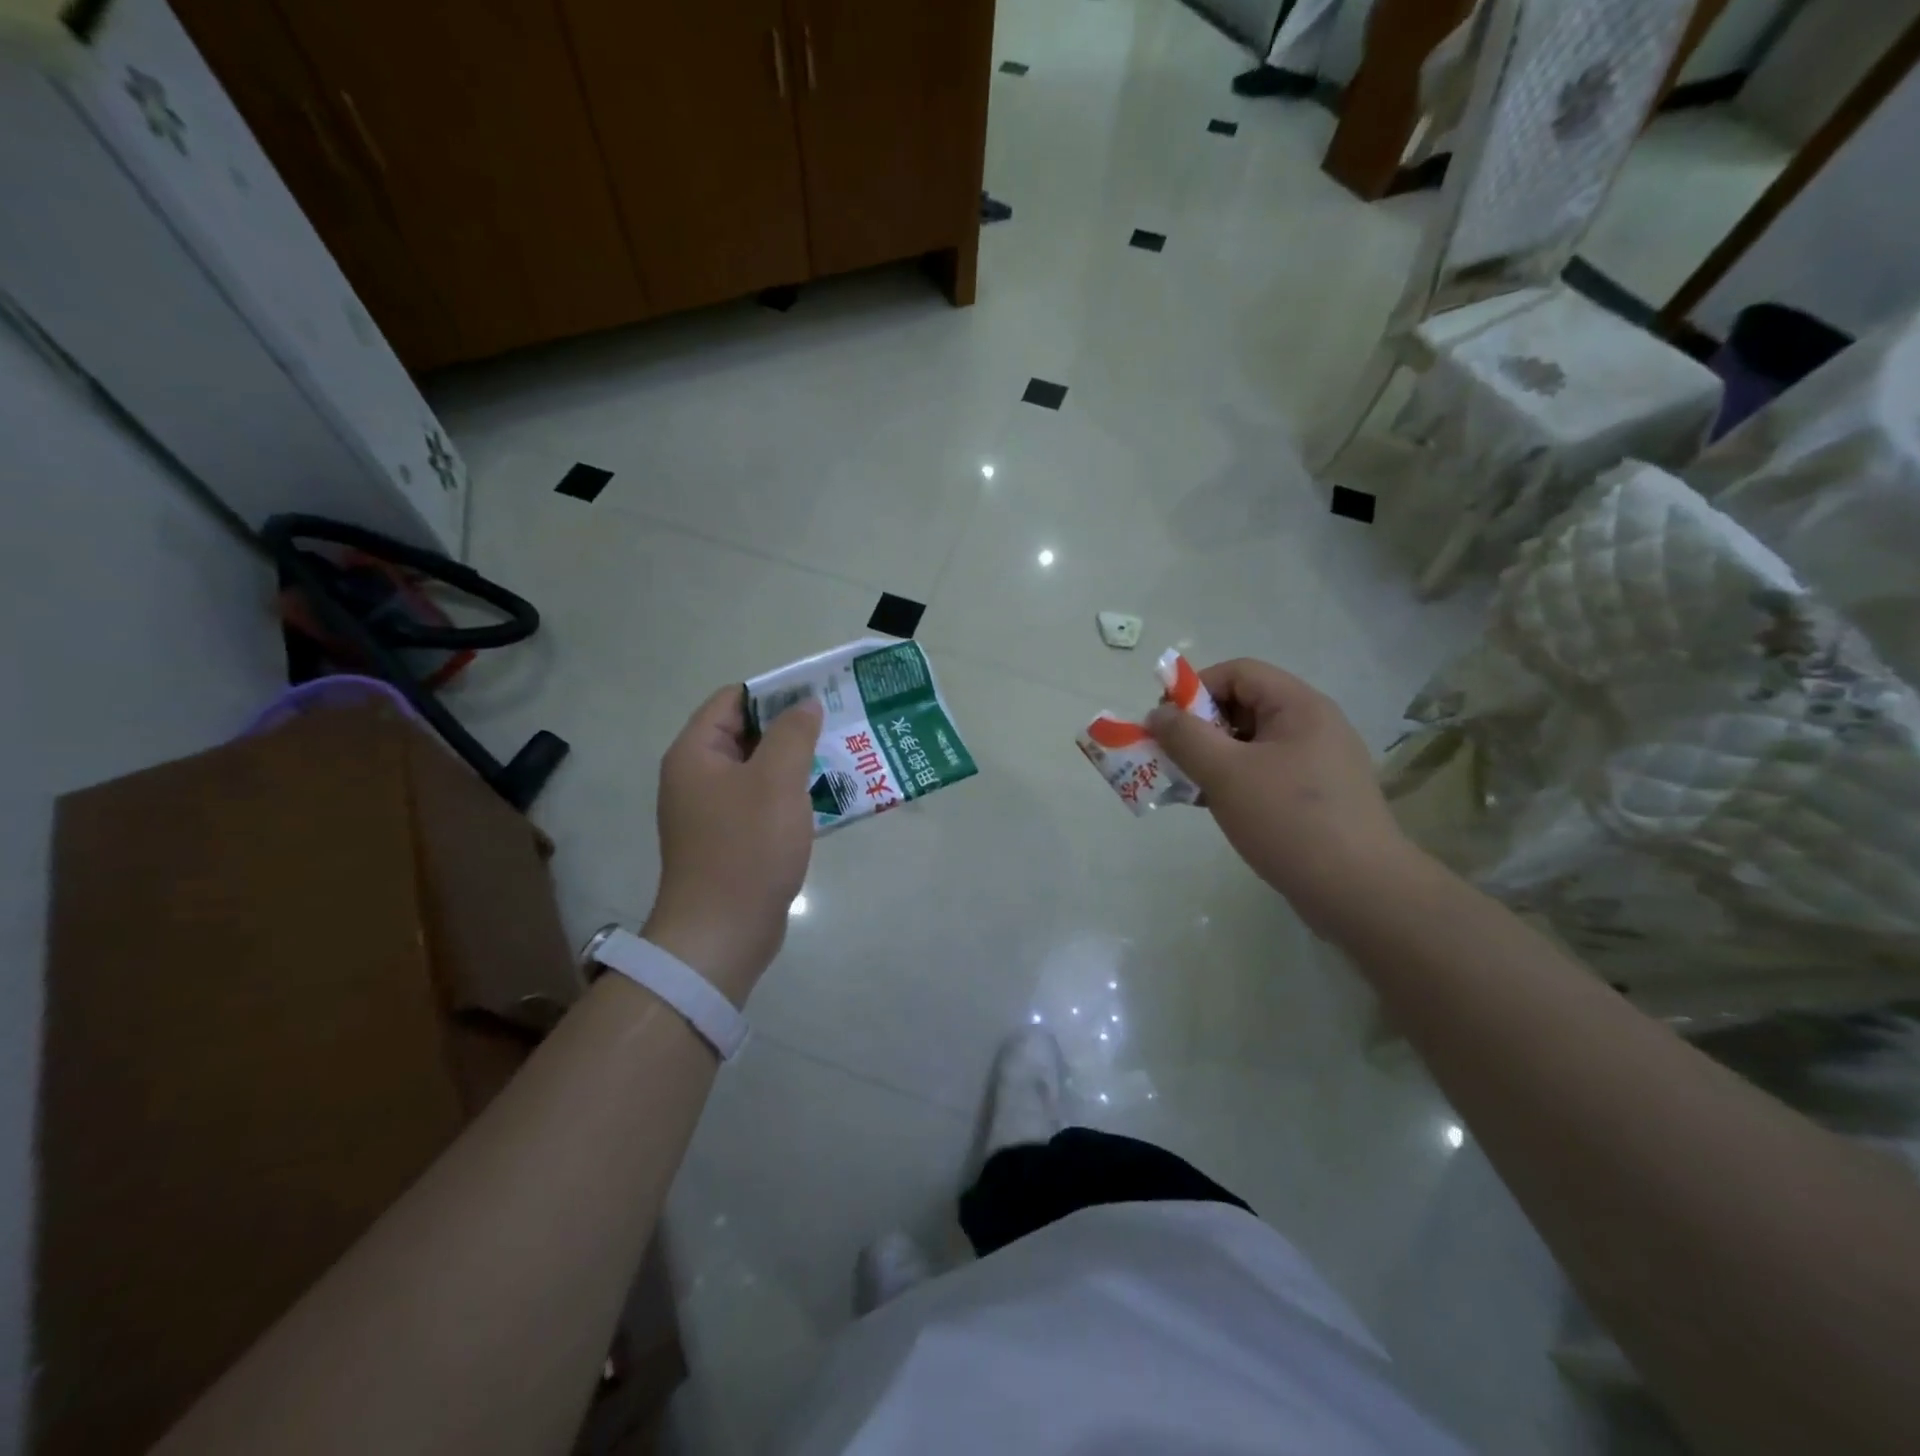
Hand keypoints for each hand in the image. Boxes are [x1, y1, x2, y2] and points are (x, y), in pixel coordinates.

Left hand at [644, 686, 821, 1004]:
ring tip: (842, 758)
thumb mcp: (776, 780)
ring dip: (797, 764)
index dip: (774, 691)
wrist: (723, 933)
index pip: (732, 700)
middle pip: (747, 735)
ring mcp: (713, 813)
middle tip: (838, 726)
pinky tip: (827, 799)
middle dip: (792, 729)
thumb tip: (805, 705)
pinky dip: (792, 797)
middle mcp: (698, 778)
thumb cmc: (747, 847)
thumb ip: (793, 734)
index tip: (818, 695)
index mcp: (696, 754)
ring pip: (760, 772)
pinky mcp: (731, 841)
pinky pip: (763, 805)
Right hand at [1147, 659, 1417, 931]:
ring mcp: (1317, 762)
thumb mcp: (1226, 773)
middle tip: (1171, 758)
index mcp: (1298, 706)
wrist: (1359, 891)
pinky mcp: (1316, 796)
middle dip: (1199, 727)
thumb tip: (1158, 714)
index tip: (1166, 724)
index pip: (1237, 672)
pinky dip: (1233, 781)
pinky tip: (1212, 806)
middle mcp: (1312, 725)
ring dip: (1212, 757)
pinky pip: (1264, 772)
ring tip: (1186, 786)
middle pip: (1243, 705)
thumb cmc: (1289, 820)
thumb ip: (1185, 736)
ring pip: (1250, 743)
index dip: (1195, 689)